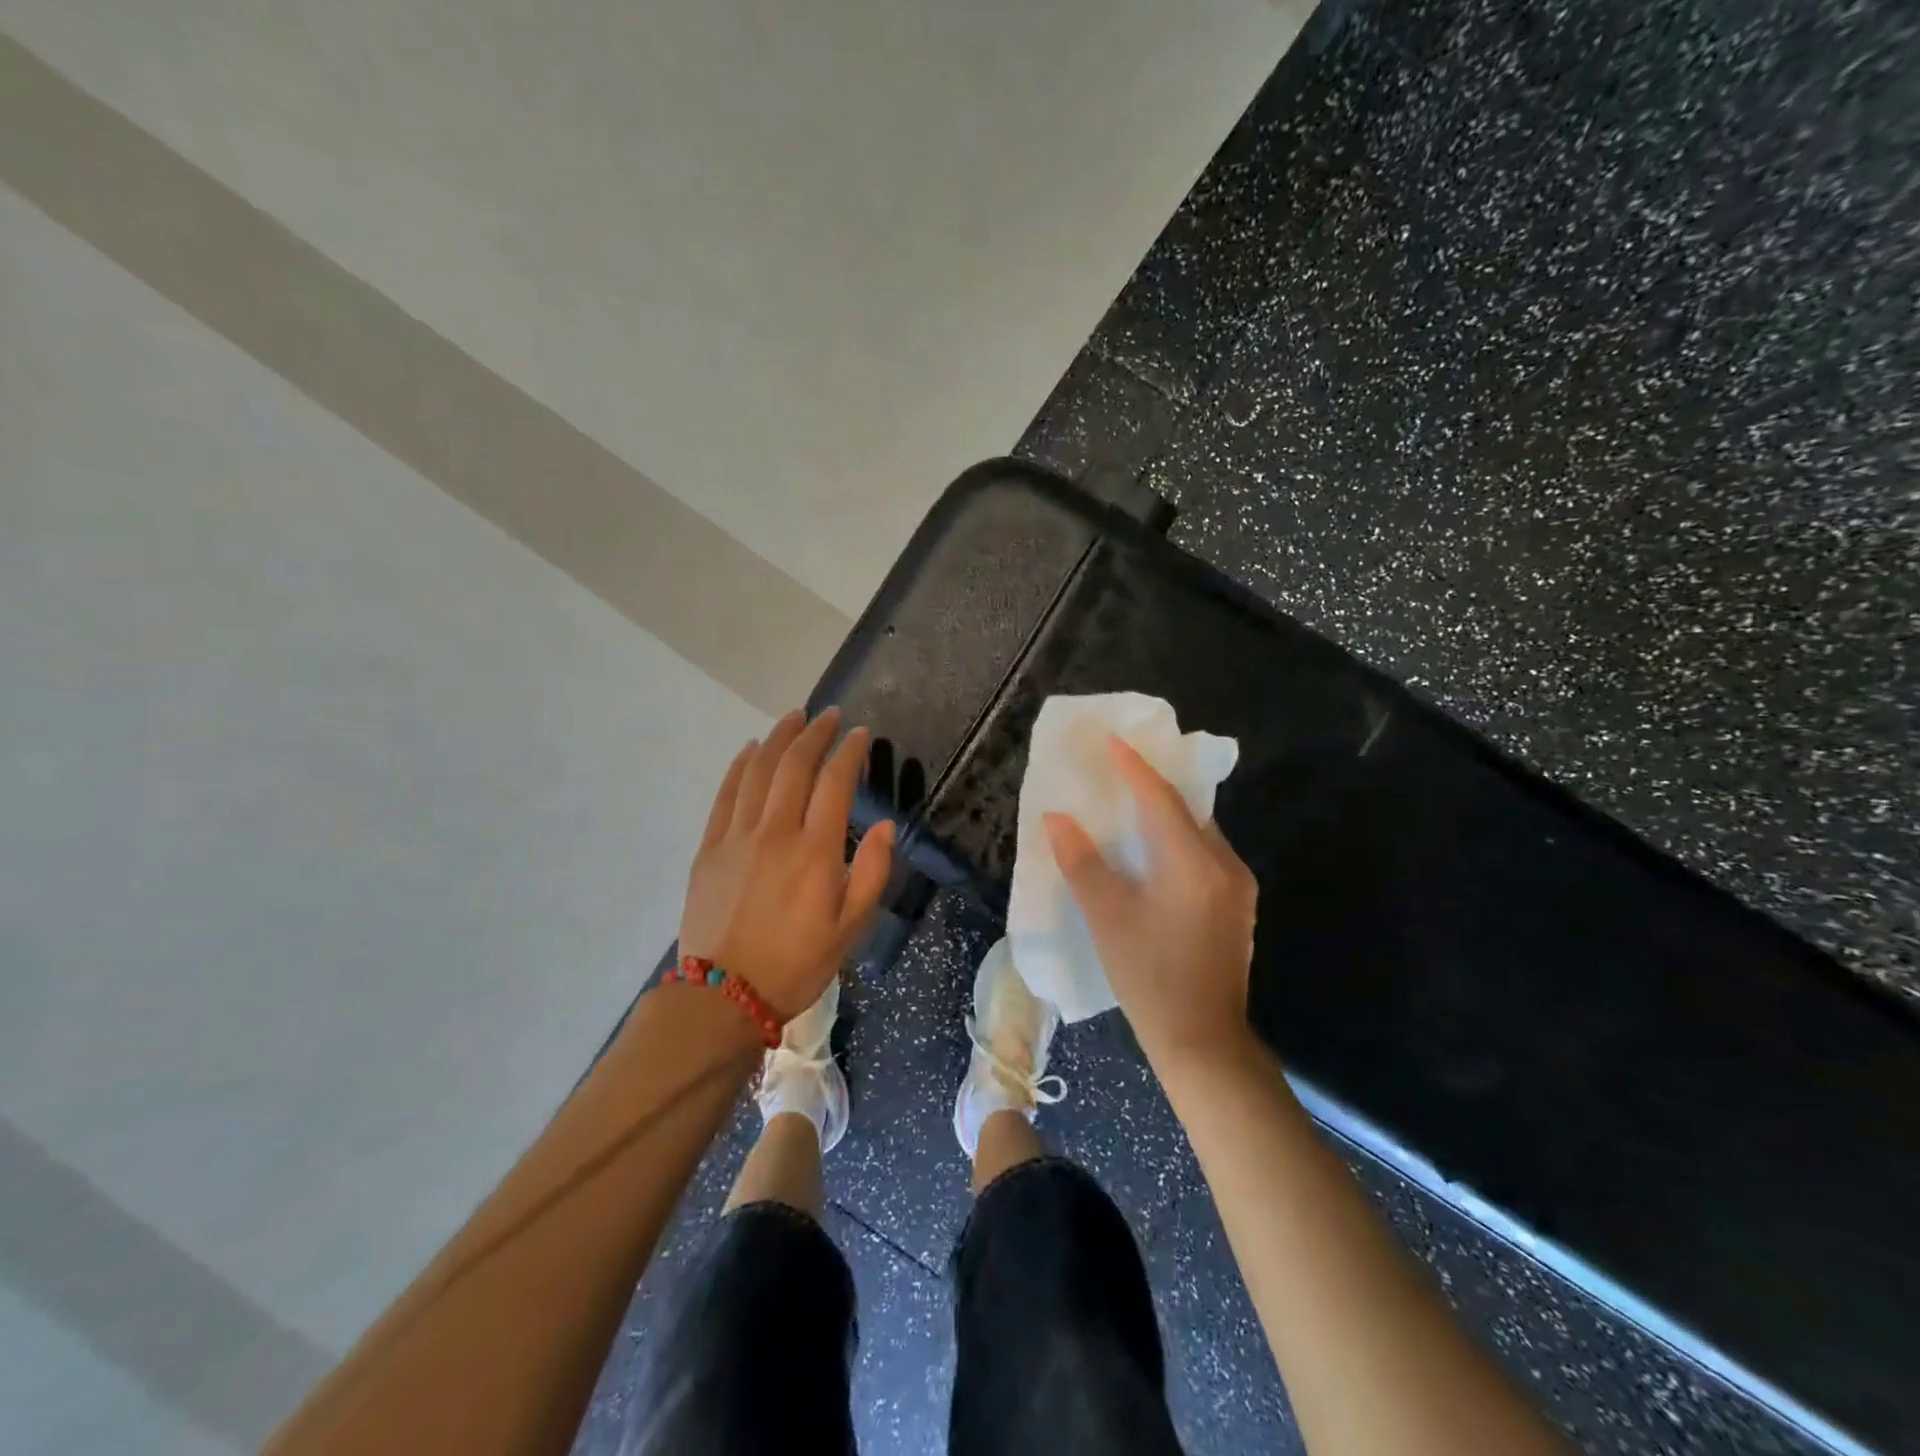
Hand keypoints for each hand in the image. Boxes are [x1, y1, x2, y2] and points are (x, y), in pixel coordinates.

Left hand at [680, 707, 894, 1021]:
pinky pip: (725, 794)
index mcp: (814, 851)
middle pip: (795, 765)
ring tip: (794, 718)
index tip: (861, 734)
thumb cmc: (797, 964)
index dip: (850, 751)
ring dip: (778, 738)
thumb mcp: (851, 928)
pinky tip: (750, 750)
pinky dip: (740, 766)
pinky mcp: (709, 848)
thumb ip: (871, 872)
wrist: (723, 997)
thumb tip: (885, 826)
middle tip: (829, 715)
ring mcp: (737, 837)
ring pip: (758, 771)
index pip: (835, 782)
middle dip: (815, 733)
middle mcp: (775, 832)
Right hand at [1044, 735, 1257, 1071]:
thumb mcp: (1107, 918)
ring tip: (1130, 804)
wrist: (1203, 1043)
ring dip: (1166, 815)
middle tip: (1118, 767)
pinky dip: (1179, 842)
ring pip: (1199, 833)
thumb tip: (1057, 818)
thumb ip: (1081, 862)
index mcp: (1194, 863)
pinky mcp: (1238, 907)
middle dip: (1152, 786)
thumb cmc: (1149, 978)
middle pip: (1187, 810)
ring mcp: (1238, 888)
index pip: (1160, 799)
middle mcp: (1225, 865)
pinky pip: (1206, 855)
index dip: (1133, 767)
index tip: (1111, 739)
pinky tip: (1154, 852)